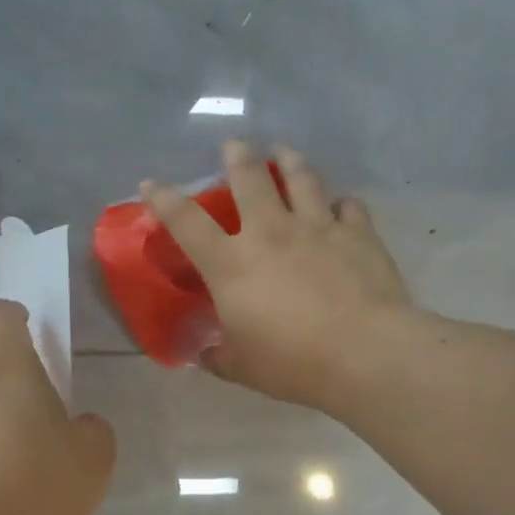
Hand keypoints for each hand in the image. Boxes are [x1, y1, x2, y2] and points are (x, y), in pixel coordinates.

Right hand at [142, 140, 412, 409]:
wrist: (363, 353)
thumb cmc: (292, 363)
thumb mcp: (242, 368)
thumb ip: (219, 356)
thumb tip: (205, 354)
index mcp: (231, 264)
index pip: (186, 222)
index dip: (164, 200)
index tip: (151, 184)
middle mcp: (270, 232)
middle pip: (249, 178)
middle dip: (238, 157)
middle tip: (235, 146)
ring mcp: (317, 227)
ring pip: (301, 178)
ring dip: (289, 160)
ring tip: (284, 151)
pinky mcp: (357, 233)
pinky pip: (348, 206)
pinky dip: (342, 203)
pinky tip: (342, 204)